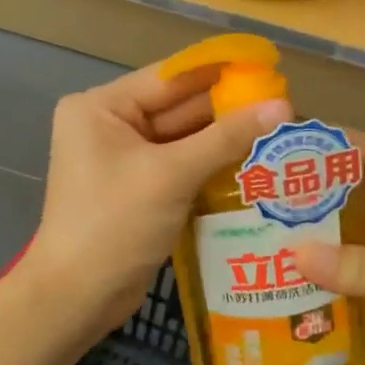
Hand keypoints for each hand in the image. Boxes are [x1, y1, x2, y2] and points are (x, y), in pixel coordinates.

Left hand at [29, 63, 292, 335]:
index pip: (171, 77)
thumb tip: (284, 106)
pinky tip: (256, 164)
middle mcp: (110, 124)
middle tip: (286, 107)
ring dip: (226, 139)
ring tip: (282, 133)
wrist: (78, 298)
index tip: (270, 67)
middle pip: (179, 107)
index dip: (221, 71)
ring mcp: (124, 158)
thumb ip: (227, 138)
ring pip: (185, 139)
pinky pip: (182, 165)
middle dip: (229, 109)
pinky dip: (213, 165)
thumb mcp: (172, 175)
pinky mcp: (139, 188)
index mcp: (102, 107)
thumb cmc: (115, 224)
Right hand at [292, 133, 364, 364]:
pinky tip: (302, 264)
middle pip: (364, 189)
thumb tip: (294, 256)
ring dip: (327, 227)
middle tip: (267, 189)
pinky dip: (339, 261)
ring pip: (362, 225)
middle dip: (321, 188)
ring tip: (274, 223)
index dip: (333, 145)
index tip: (284, 144)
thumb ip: (364, 265)